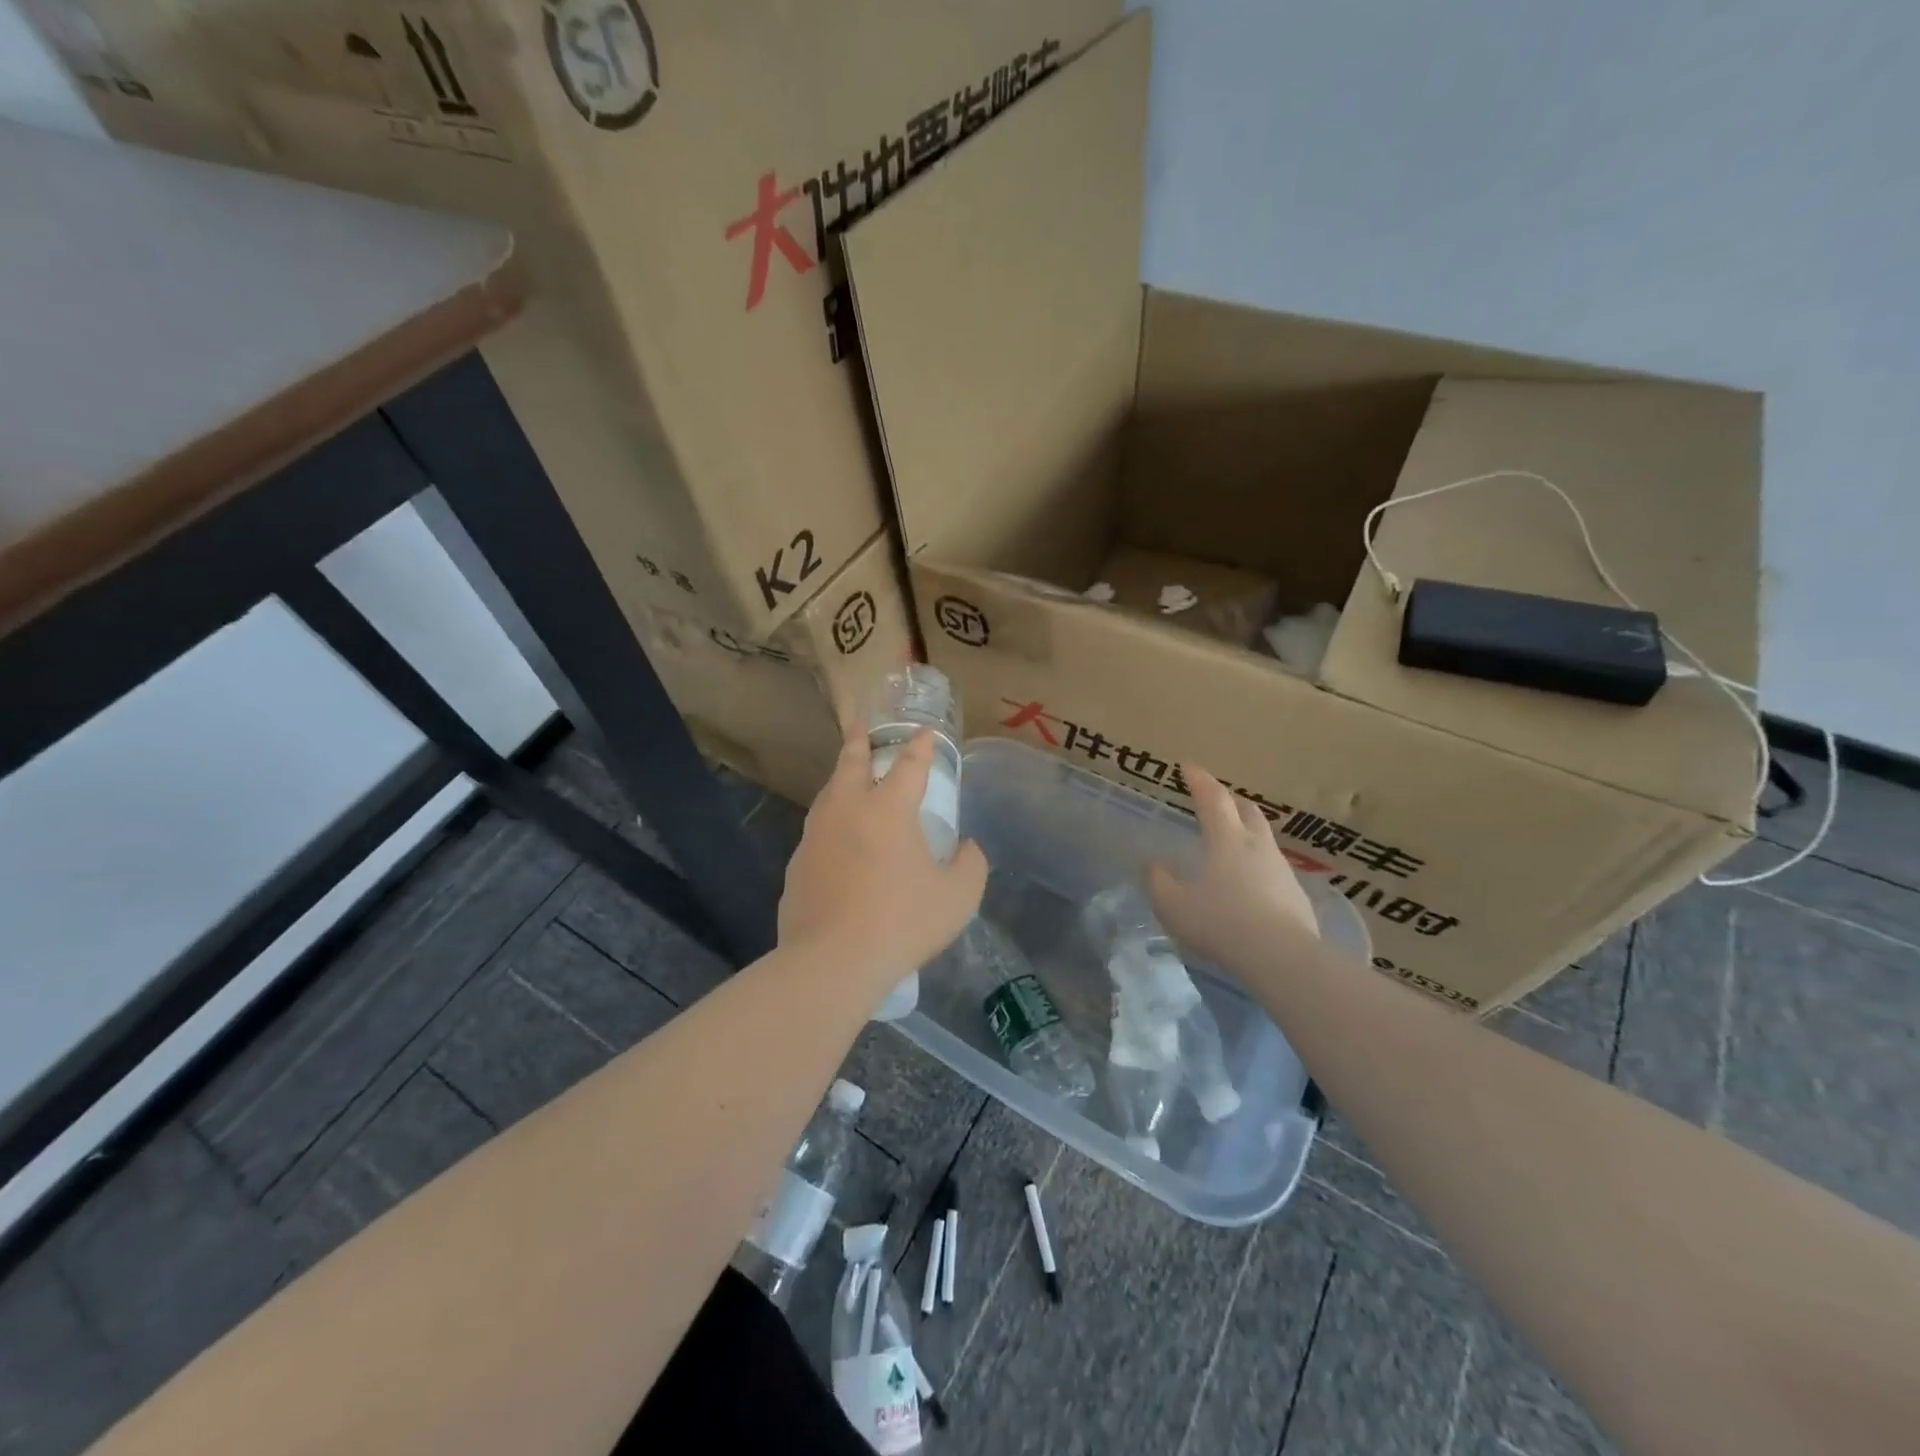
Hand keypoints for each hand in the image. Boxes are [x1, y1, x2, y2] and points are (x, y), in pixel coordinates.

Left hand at [779, 726, 987, 993]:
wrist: (832, 962)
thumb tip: (966, 848)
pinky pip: (817, 833)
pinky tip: (836, 842)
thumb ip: (970, 864)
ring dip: (840, 779)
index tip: (925, 733)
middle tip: (861, 726)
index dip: (920, 746)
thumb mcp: (958, 896)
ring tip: (847, 778)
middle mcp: (847, 810)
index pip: (909, 765)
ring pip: (828, 795)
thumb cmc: (902, 922)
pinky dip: (830, 824)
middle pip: (851, 763)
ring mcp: (815, 837)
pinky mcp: (796, 865)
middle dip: (860, 741)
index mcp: (888, 809)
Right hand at [1149, 765, 1318, 971]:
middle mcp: (1257, 846)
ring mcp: (1281, 870)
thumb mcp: (1174, 906)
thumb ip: (1159, 882)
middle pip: (1247, 811)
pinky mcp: (1296, 896)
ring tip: (1231, 842)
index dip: (1199, 781)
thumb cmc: (1222, 923)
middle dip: (1230, 800)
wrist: (1283, 958)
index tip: (1188, 766)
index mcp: (1227, 840)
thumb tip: (1156, 866)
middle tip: (1215, 798)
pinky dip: (1257, 865)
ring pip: (1263, 839)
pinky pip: (1272, 869)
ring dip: (1246, 832)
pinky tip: (1249, 884)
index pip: (1212, 799)